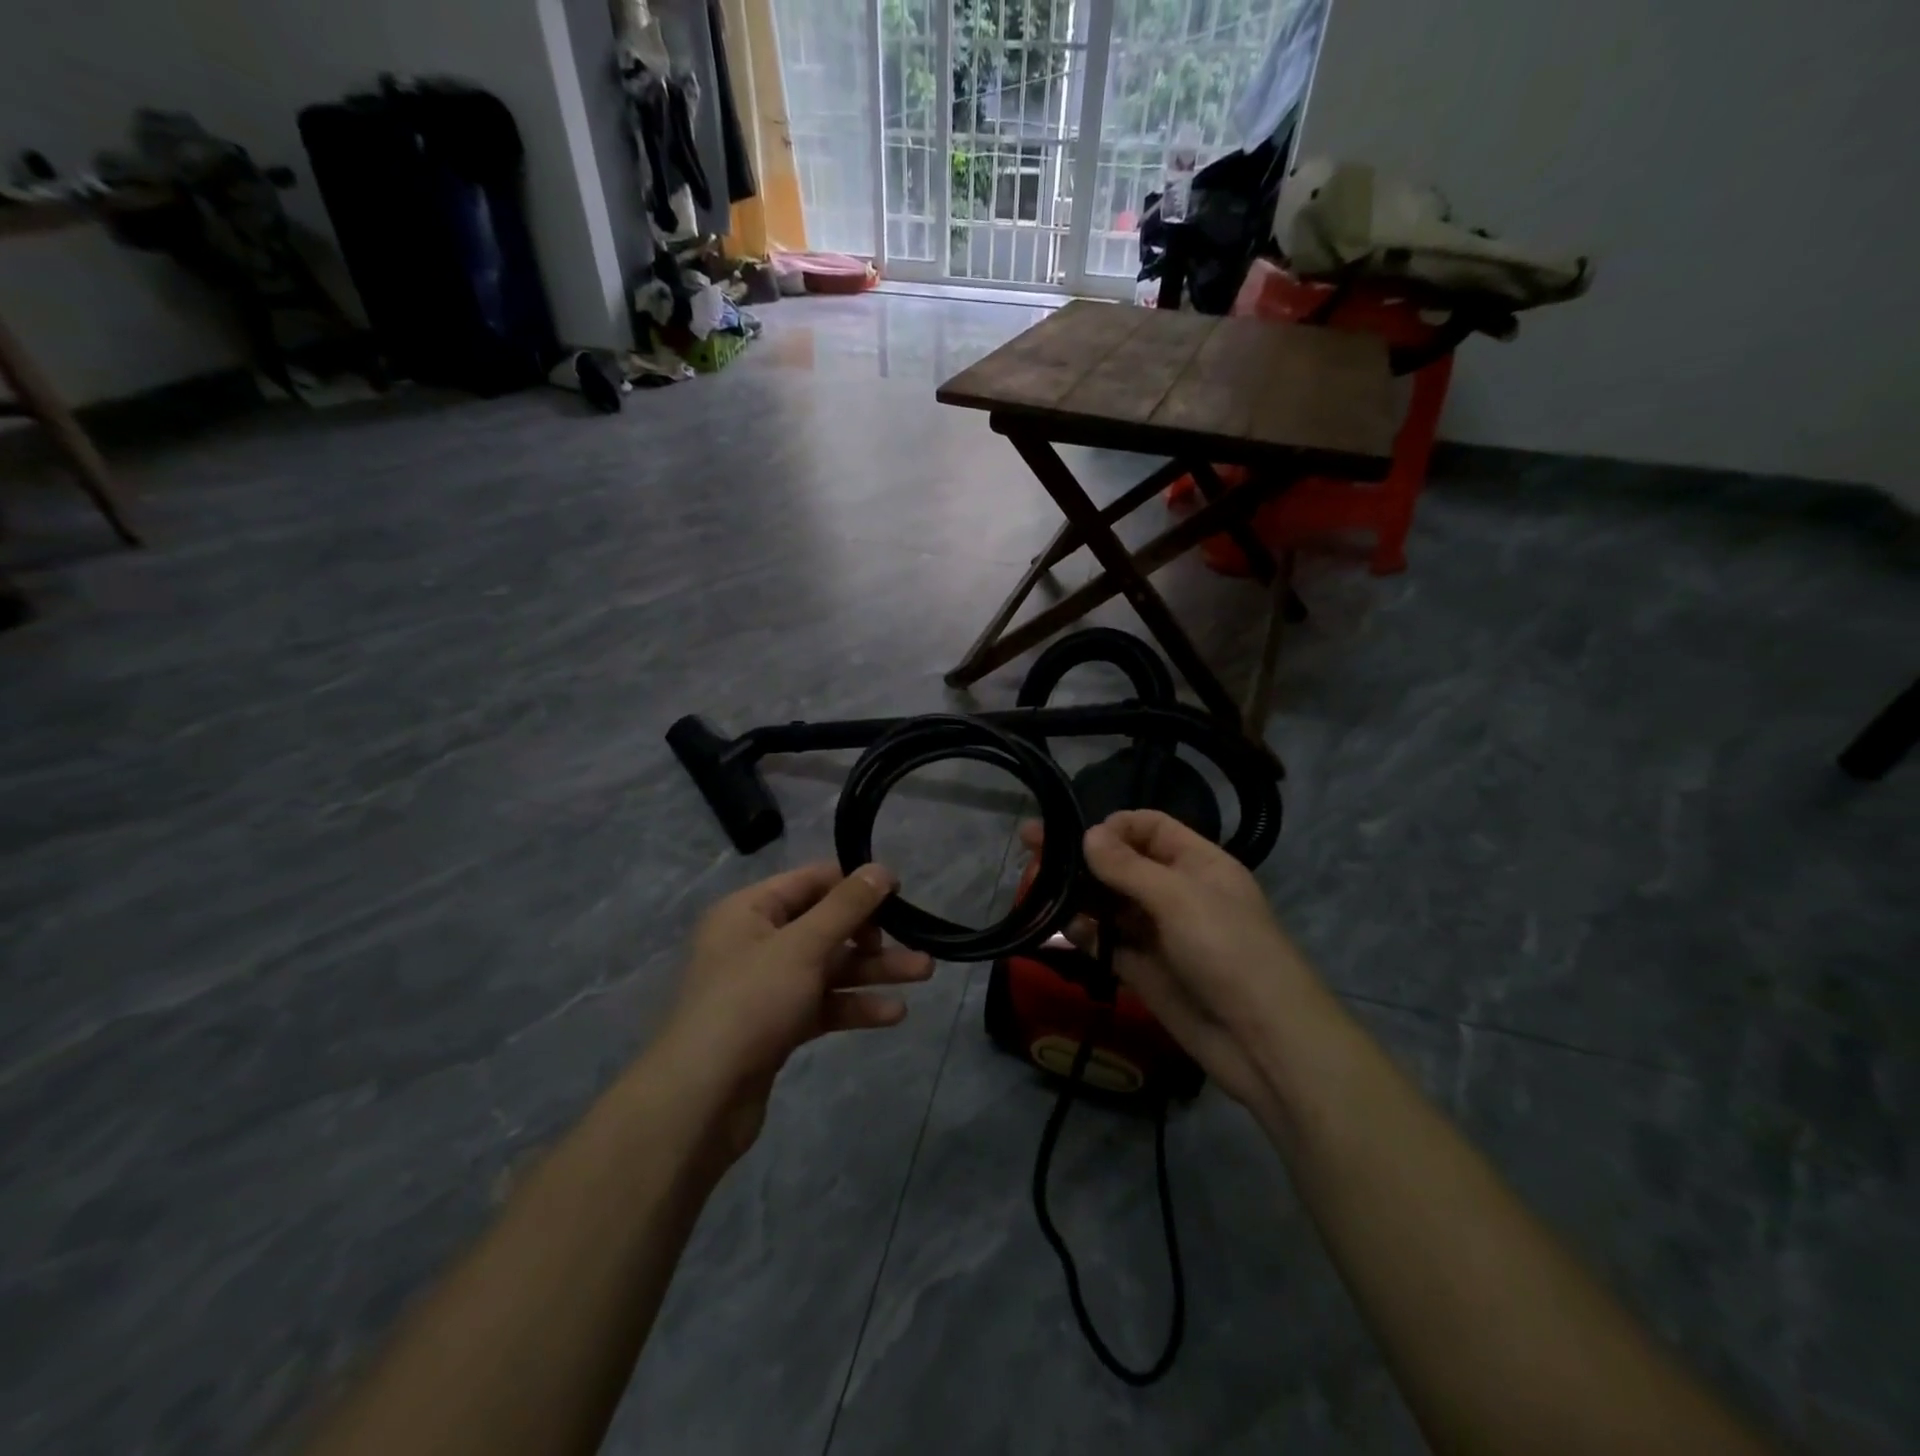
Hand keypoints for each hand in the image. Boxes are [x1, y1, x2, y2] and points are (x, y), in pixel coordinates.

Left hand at [661, 862, 932, 1157]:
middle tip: (917, 941)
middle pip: (825, 926)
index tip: (900, 892)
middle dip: (873, 935)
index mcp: (749, 910)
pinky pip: (822, 1004)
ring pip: (829, 968)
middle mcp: (755, 942)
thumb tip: (881, 868)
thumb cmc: (750, 1002)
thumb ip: (846, 906)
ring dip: (873, 971)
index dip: (855, 884)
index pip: (811, 881)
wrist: (700, 1100)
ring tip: (924, 973)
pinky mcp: (776, 1026)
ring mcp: (765, 987)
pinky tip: (893, 1014)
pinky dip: (853, 1005)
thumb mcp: (803, 945)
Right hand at [1026, 811, 1320, 1112]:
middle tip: (1030, 844)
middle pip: (1121, 862)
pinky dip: (1084, 932)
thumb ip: (1128, 866)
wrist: (1263, 1042)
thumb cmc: (1228, 950)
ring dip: (1076, 893)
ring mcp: (1158, 933)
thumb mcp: (1179, 898)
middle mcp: (1176, 892)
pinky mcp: (1142, 970)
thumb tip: (1088, 833)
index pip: (1150, 827)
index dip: (1115, 826)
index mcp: (1197, 863)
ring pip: (1108, 902)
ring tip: (1035, 885)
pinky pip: (1106, 942)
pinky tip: (1061, 927)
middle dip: (1081, 855)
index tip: (1078, 835)